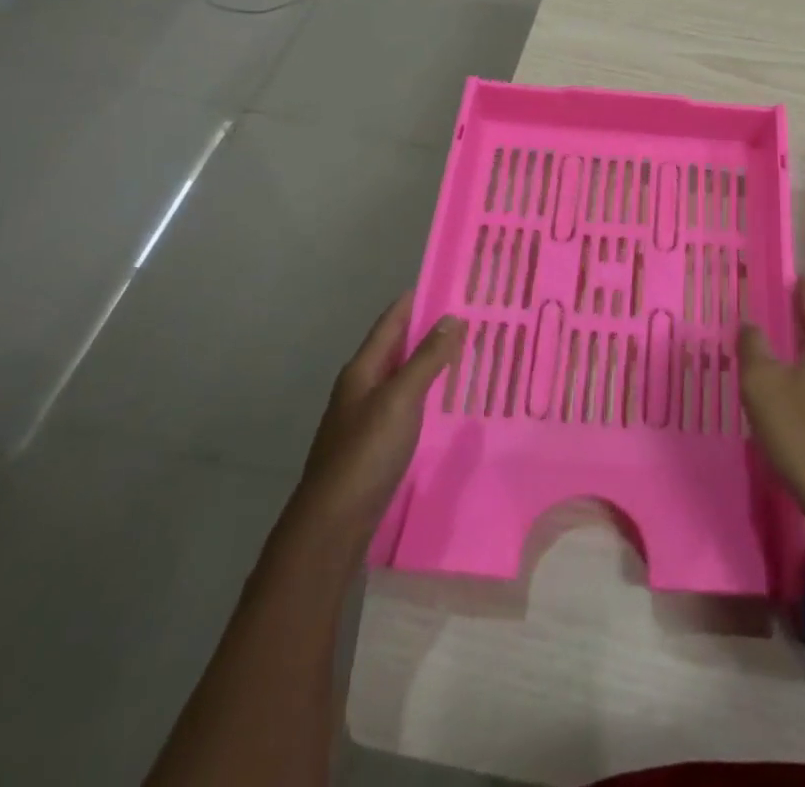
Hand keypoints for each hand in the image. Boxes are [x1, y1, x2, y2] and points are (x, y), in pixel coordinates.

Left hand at [296, 293, 462, 530]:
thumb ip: (426, 358)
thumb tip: (452, 317)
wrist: (334, 523)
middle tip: (470, 314)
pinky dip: (428, 392)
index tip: (449, 282)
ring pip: (403, 376)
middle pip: (397, 347)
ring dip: (430, 361)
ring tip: (468, 350)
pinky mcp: (376, 443)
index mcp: (362, 369)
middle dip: (429, 329)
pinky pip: (407, 403)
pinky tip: (448, 398)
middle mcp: (362, 387)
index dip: (416, 300)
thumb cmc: (366, 452)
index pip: (391, 322)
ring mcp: (367, 417)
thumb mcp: (400, 399)